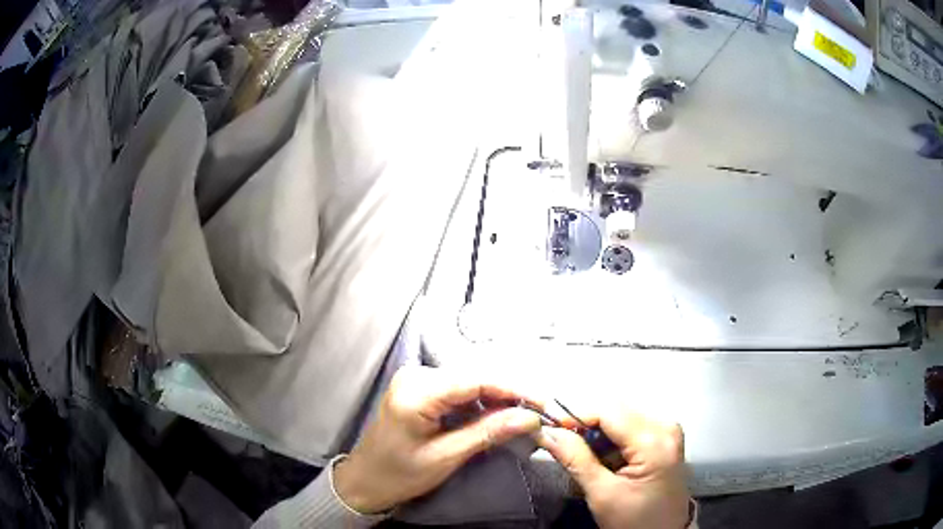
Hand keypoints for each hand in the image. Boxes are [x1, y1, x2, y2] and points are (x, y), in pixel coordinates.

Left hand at [334, 366, 542, 513]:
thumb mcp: (446, 457)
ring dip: (497, 398)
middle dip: (509, 394)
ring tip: (524, 415)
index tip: (544, 401)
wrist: (366, 480)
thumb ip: (487, 433)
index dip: (513, 388)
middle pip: (474, 377)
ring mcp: (417, 379)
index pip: (475, 380)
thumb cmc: (400, 473)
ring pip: (470, 382)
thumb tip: (529, 417)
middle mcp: (416, 375)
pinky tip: (498, 415)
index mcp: (416, 391)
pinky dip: (481, 403)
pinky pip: (459, 390)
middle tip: (539, 412)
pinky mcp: (421, 388)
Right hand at [536, 411, 689, 528]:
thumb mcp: (602, 495)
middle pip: (615, 410)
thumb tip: (548, 432)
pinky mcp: (664, 437)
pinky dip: (608, 437)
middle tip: (558, 440)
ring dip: (594, 430)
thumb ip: (576, 460)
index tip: (549, 426)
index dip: (575, 413)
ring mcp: (667, 430)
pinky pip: (629, 426)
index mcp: (655, 441)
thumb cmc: (635, 520)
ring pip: (620, 416)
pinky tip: (599, 455)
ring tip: (577, 452)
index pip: (609, 410)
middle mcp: (665, 426)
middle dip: (583, 422)